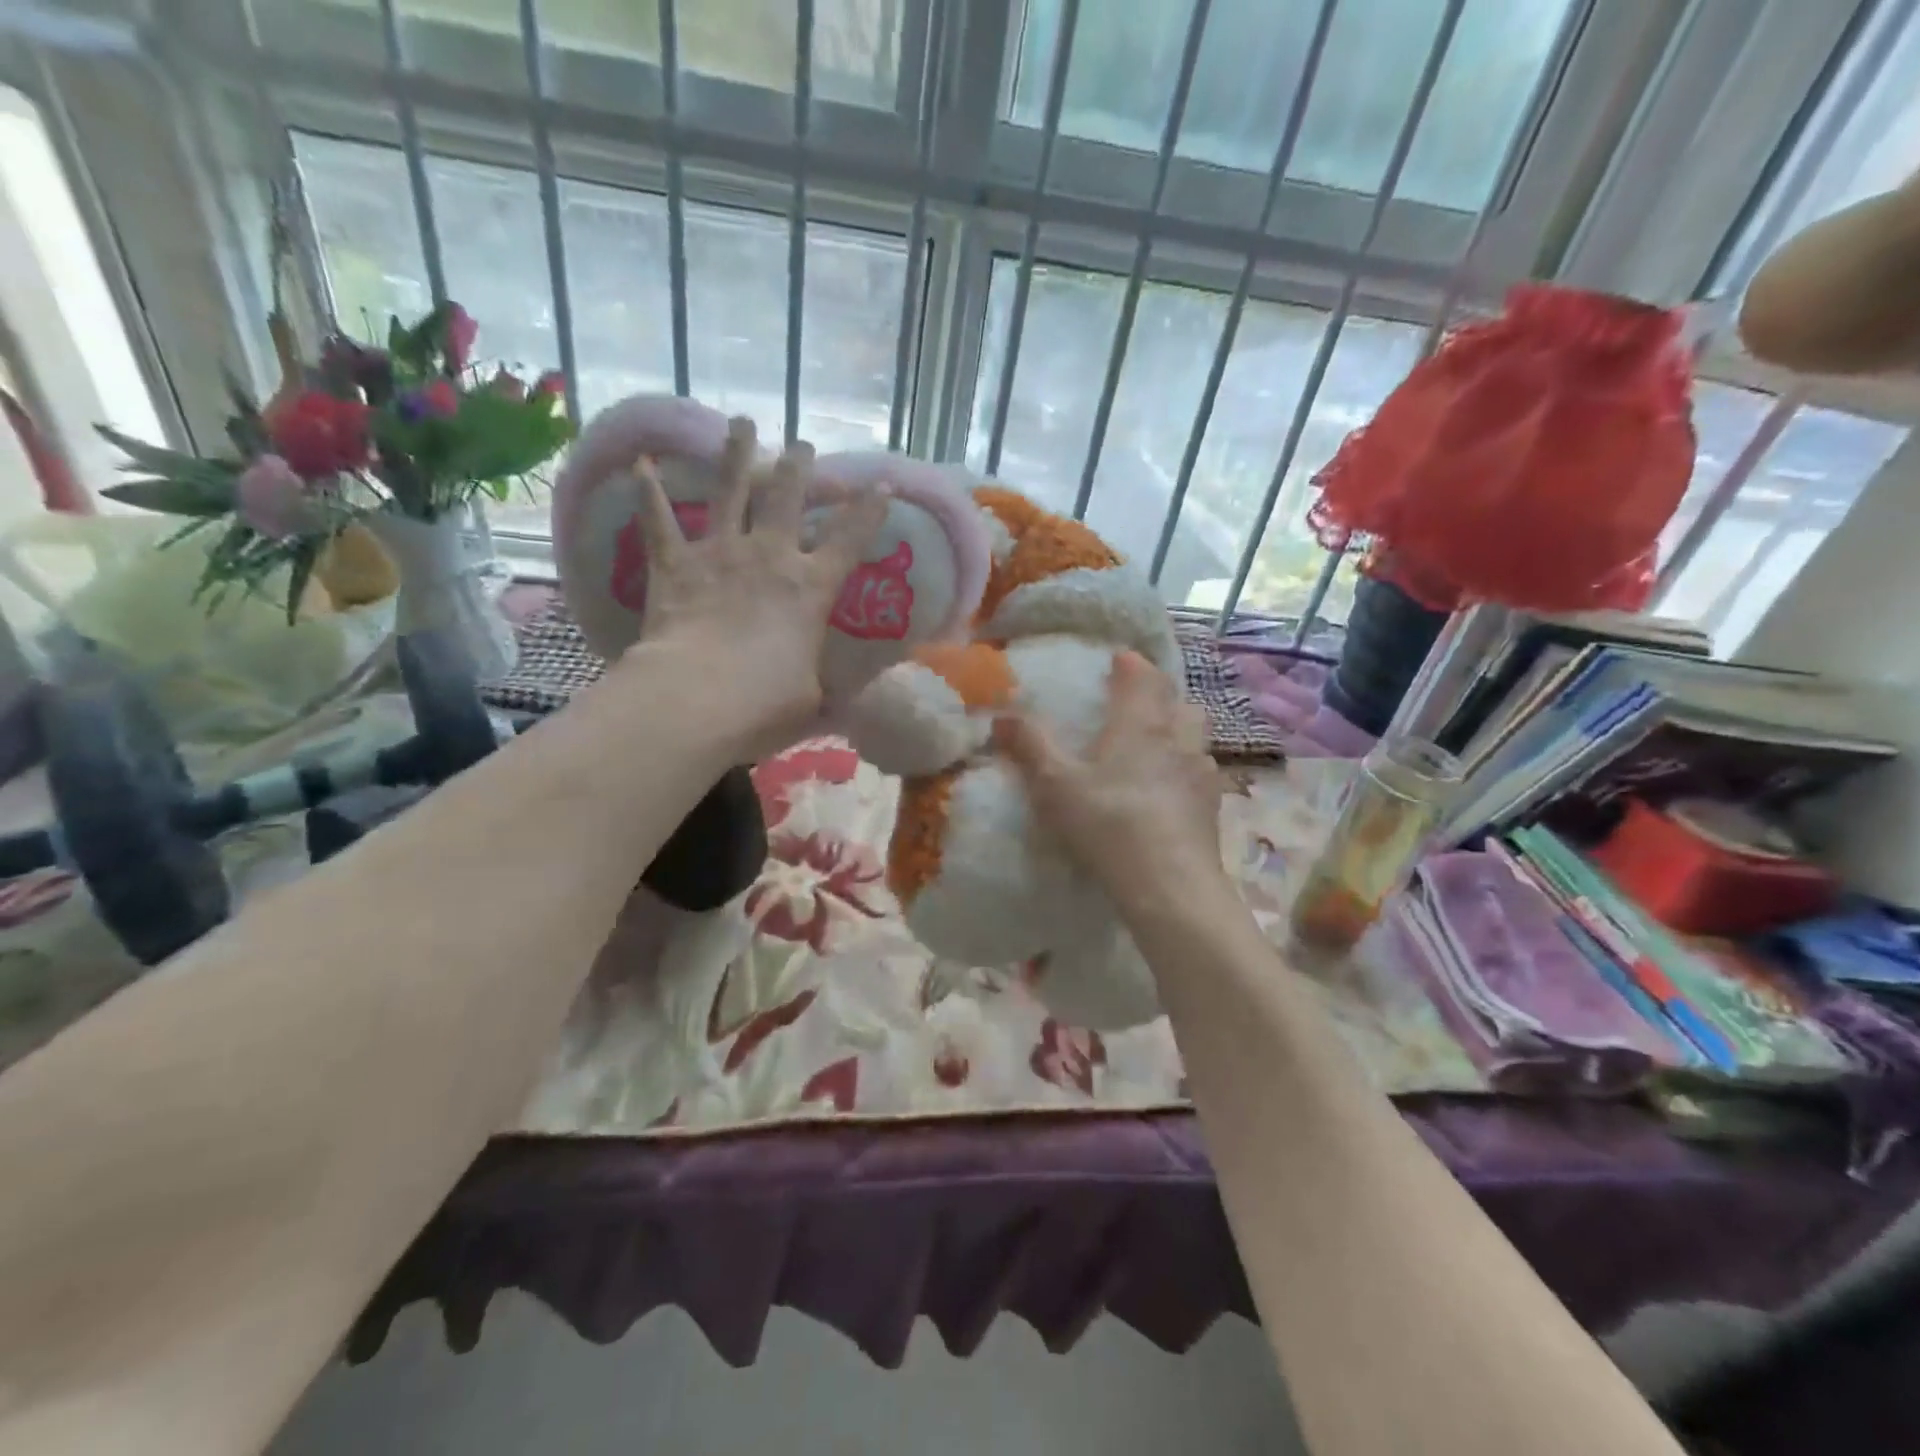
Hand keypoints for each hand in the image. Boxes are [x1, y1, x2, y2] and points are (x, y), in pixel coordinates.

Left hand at [626, 416, 885, 760]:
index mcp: (811, 587)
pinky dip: (649, 491)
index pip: (849, 539)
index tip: (881, 483)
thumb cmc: (765, 704)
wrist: (697, 698)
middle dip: (799, 467)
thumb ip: (831, 688)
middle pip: (787, 497)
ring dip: (737, 454)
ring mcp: (720, 553)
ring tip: (742, 423)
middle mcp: (769, 556)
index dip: (869, 510)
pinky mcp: (675, 563)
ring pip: (731, 490)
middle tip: (803, 445)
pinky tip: (642, 463)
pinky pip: (659, 520)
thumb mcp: (814, 698)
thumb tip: (856, 703)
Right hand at [994, 652, 1227, 912]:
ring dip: (1179, 730)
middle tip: (1137, 704)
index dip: (1130, 664)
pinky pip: (1202, 773)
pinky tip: (1171, 791)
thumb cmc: (1108, 822)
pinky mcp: (1212, 806)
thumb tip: (1001, 715)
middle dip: (1160, 695)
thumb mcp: (1055, 785)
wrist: (1169, 884)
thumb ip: (1030, 746)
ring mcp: (1201, 772)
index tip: (1118, 660)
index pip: (1142, 676)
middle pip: (1178, 701)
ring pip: (1196, 735)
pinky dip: (1187, 769)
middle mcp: (1178, 737)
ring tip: (1157, 746)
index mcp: (1140, 723)